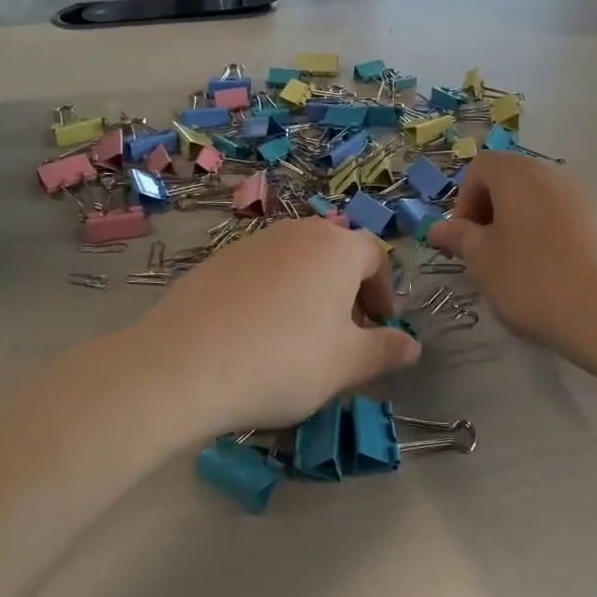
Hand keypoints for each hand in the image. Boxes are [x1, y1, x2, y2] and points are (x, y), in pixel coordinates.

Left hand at [125, 218, 419, 436]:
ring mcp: (252, 242)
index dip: (384, 291)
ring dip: (309, 291)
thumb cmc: (284, 361)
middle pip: (335, 253)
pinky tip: (256, 335)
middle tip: (345, 334)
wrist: (185, 364)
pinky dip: (272, 295)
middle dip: (347, 290)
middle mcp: (297, 232)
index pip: (375, 256)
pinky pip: (260, 272)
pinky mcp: (216, 260)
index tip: (380, 326)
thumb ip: (384, 350)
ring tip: (300, 338)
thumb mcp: (346, 364)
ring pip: (296, 261)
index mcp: (337, 247)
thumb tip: (412, 345)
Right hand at [427, 153, 596, 367]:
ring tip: (516, 267)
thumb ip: (459, 237)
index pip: (480, 167)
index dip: (463, 200)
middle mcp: (555, 173)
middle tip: (484, 253)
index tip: (463, 239)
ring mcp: (587, 197)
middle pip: (511, 180)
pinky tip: (551, 275)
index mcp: (519, 173)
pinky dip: (549, 236)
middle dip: (490, 212)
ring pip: (539, 200)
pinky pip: (565, 219)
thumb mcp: (482, 261)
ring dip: (519, 225)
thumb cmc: (534, 281)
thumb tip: (439, 228)